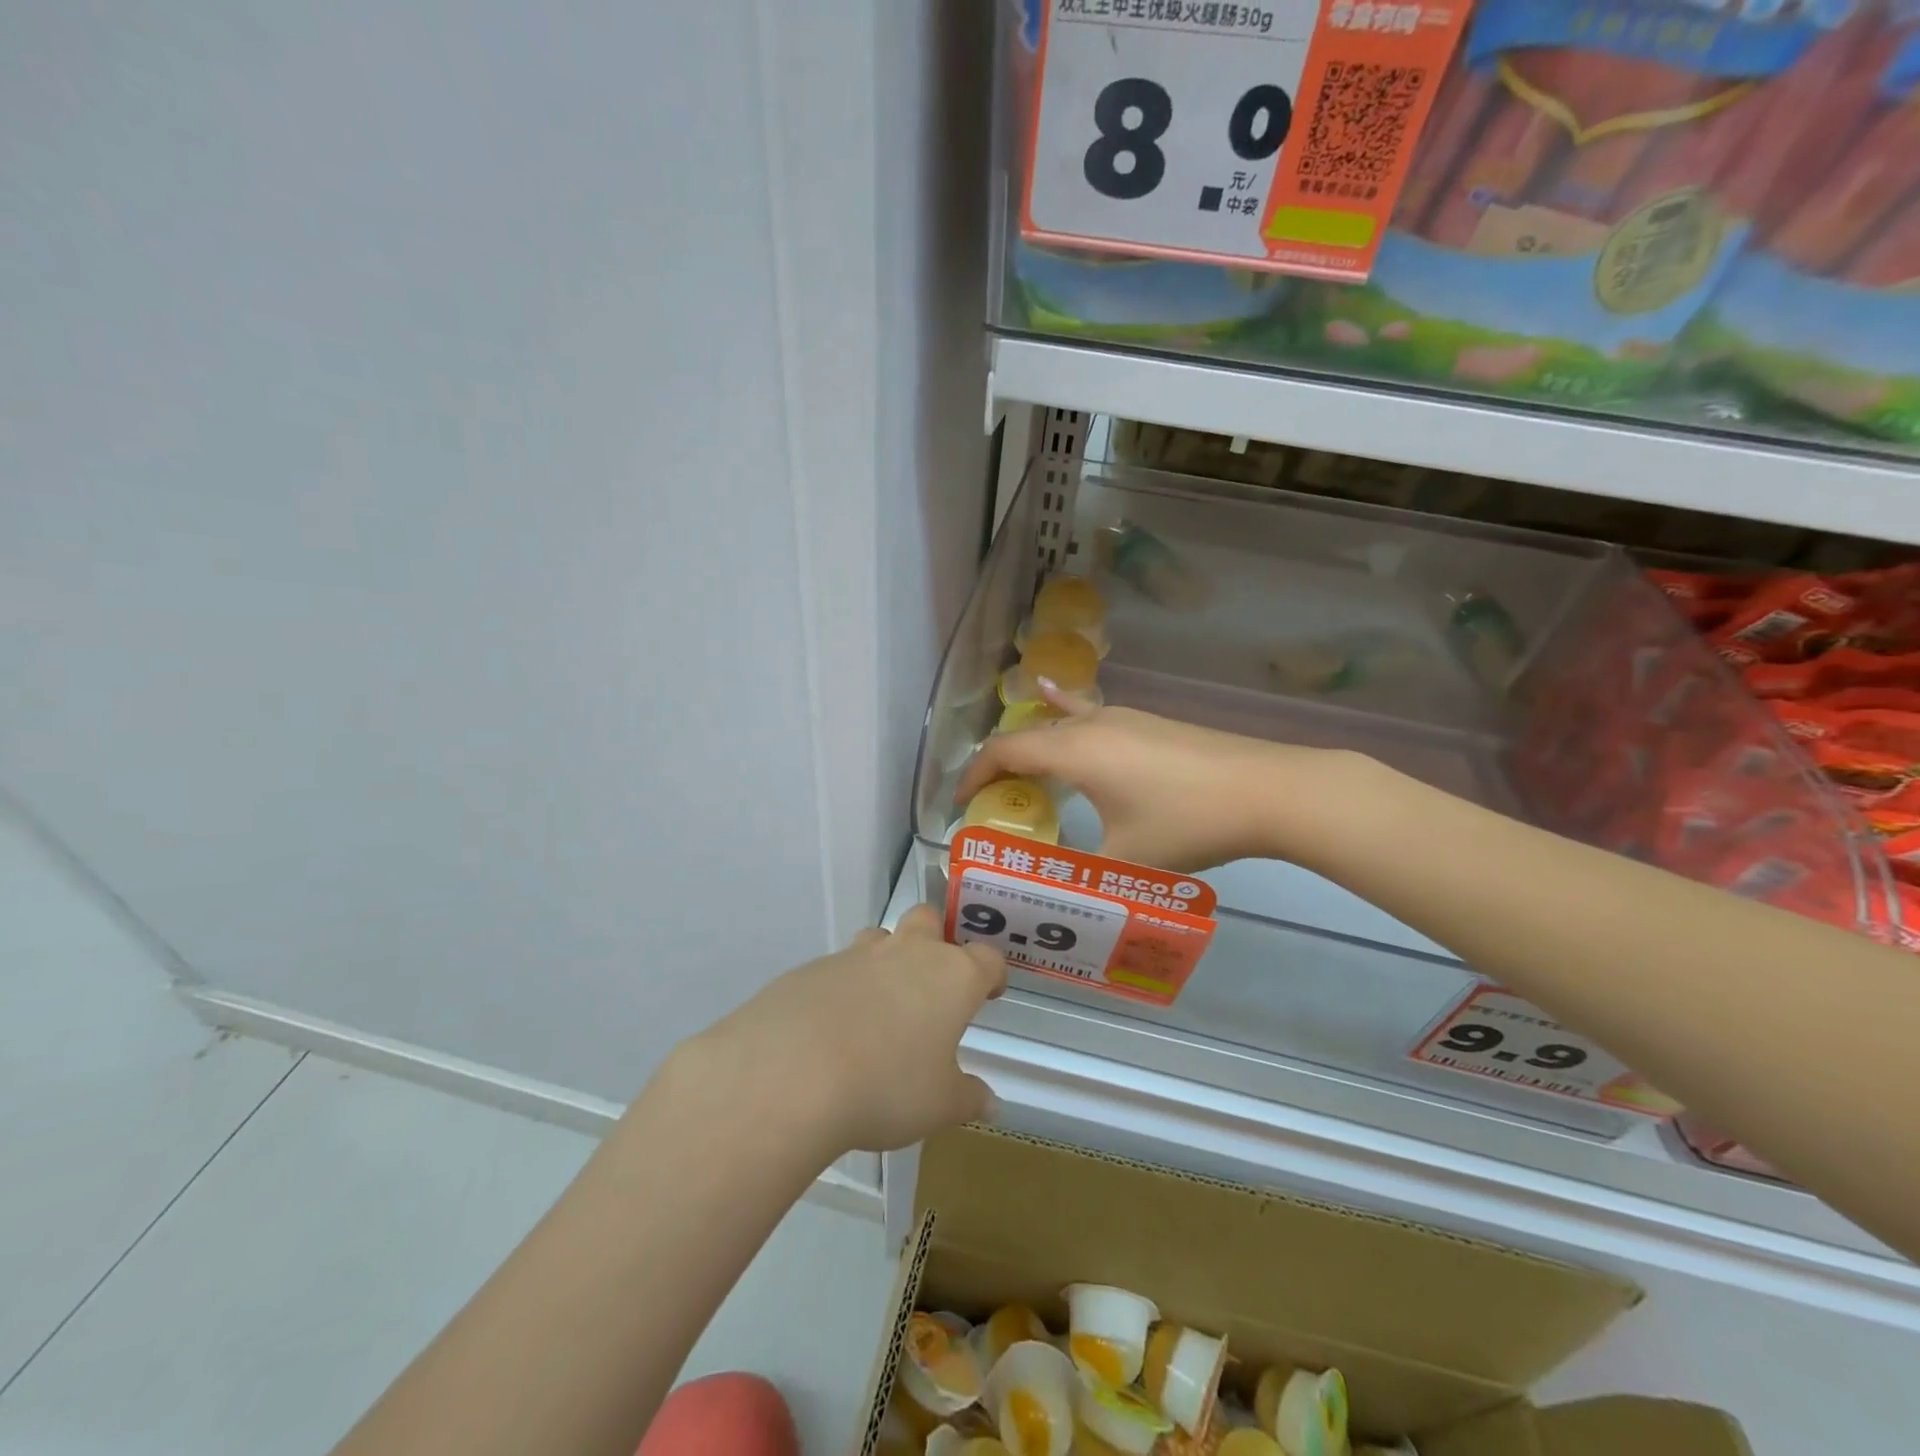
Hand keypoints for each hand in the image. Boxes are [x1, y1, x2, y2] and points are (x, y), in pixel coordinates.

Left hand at [677, 906, 1005, 1159]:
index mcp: (951, 977)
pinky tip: (832, 1029)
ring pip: (880, 938)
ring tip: (881, 1006)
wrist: (793, 1072)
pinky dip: (844, 989)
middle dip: (936, 939)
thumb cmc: (887, 1086)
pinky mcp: (812, 969)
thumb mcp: (938, 1106)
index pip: (986, 958)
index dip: (991, 973)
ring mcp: (857, 956)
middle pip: (929, 919)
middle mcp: (908, 953)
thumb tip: (991, 1103)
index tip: (989, 992)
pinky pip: (838, 969)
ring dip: (887, 959)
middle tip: (932, 982)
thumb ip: (968, 1098)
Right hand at [953, 683, 1346, 872]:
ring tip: (1024, 776)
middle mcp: (1091, 724)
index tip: (959, 804)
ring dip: (1035, 746)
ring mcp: (1124, 717)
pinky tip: (1057, 702)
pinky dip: (1065, 715)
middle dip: (1002, 765)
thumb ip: (1080, 872)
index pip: (1004, 752)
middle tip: (993, 801)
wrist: (1267, 789)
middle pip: (1028, 734)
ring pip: (1060, 723)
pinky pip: (1090, 716)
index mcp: (1074, 751)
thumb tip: (1054, 885)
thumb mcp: (1126, 860)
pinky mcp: (1148, 722)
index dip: (975, 775)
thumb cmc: (1188, 824)